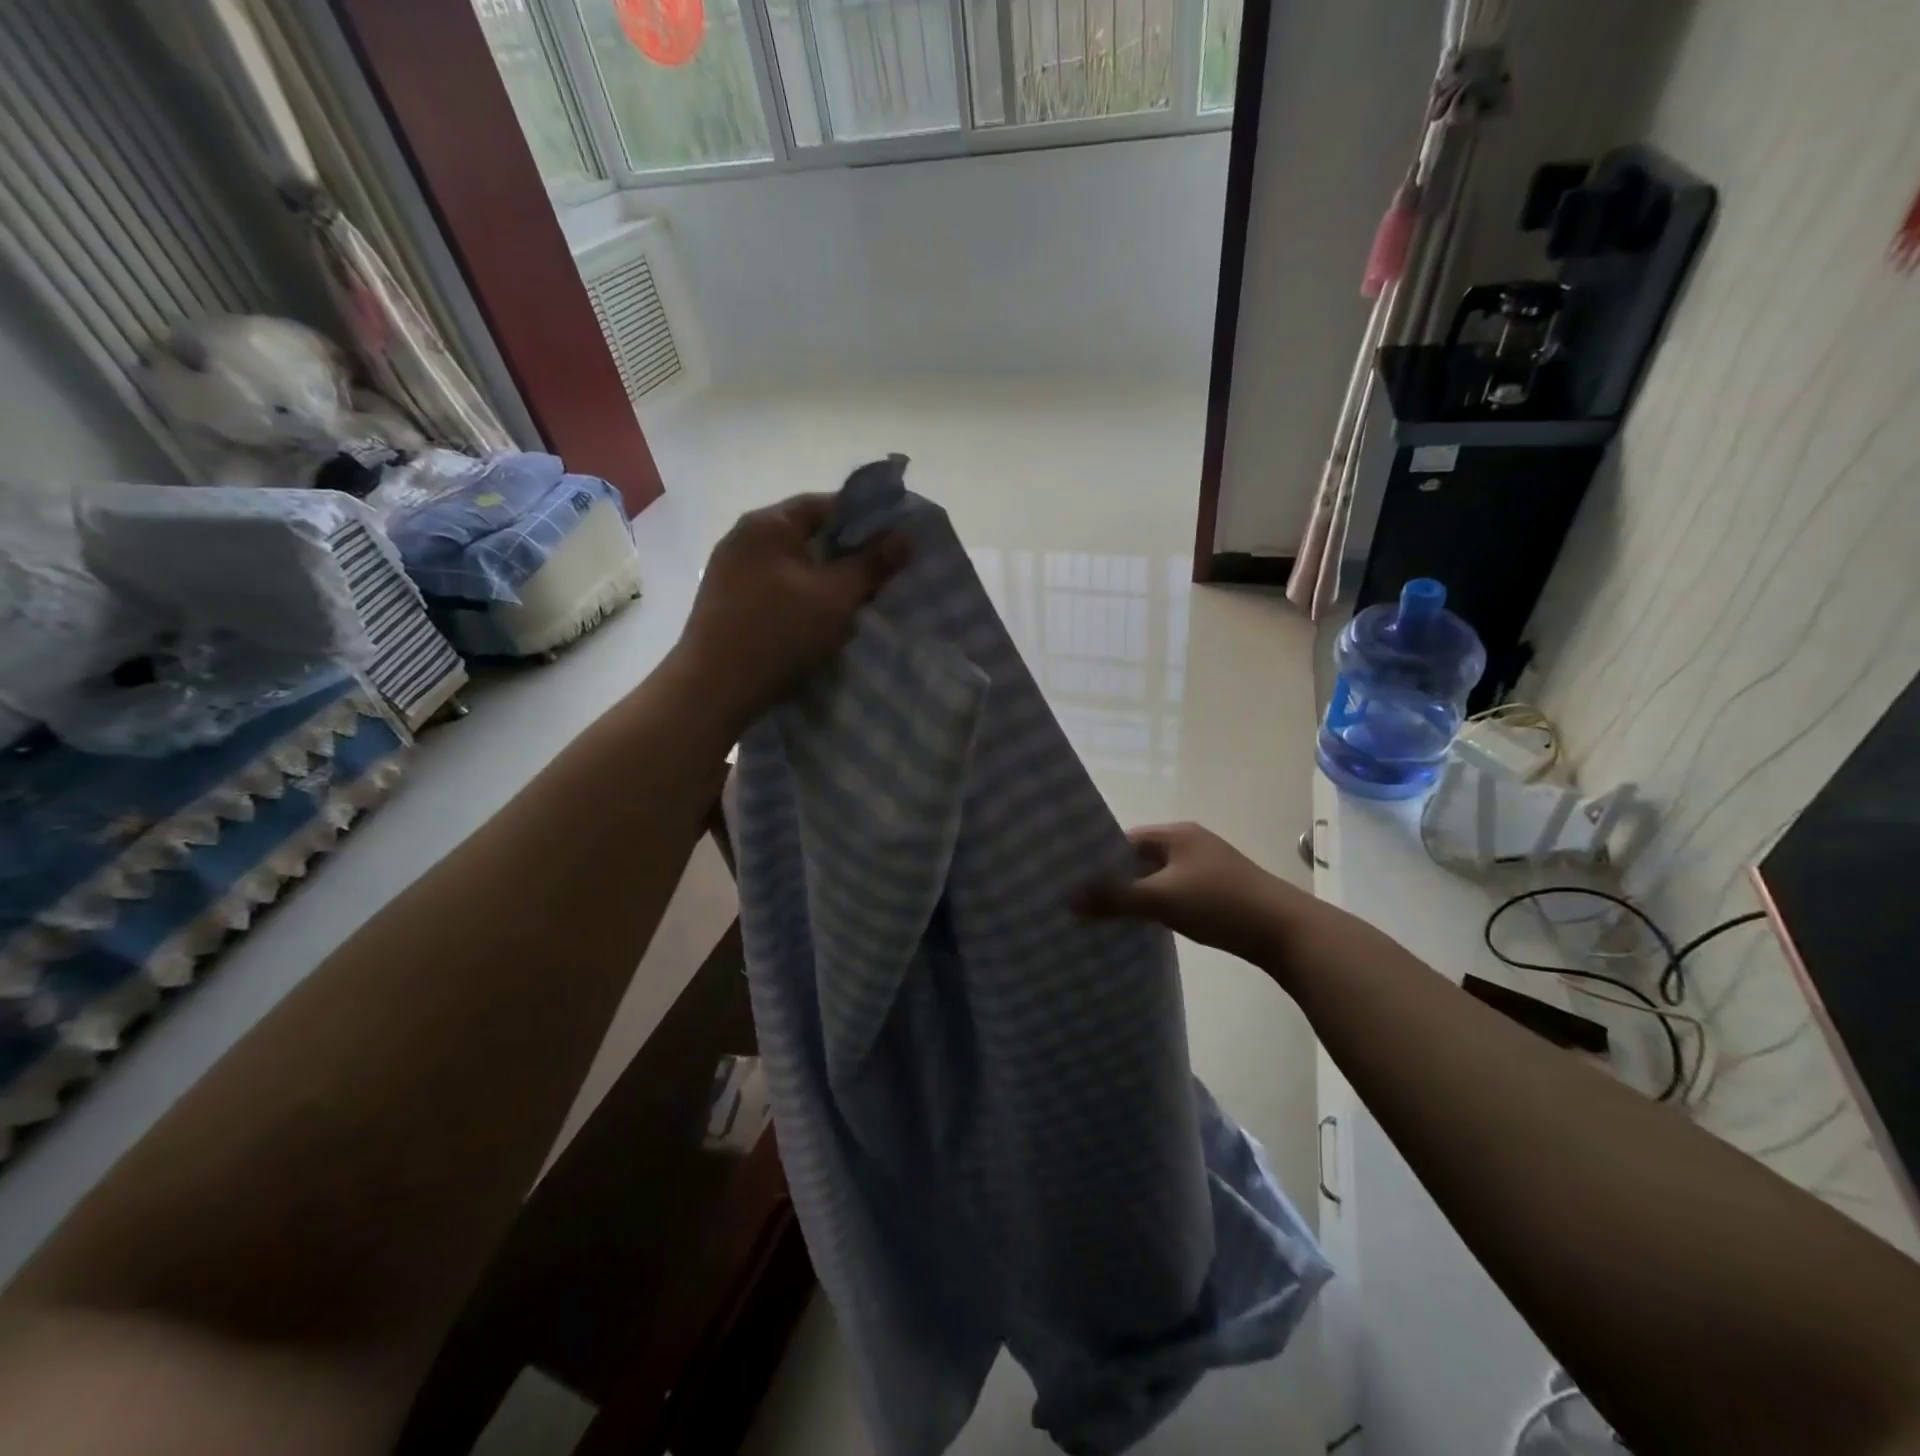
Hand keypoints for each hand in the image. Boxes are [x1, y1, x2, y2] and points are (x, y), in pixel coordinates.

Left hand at [672, 495, 909, 731]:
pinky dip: (801, 599)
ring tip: (854, 603)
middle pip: (807, 536)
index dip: (864, 520)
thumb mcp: (835, 596)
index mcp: (767, 523)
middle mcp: (743, 538)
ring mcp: (730, 571)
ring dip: (823, 581)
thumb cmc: (779, 632)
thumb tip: (905, 536)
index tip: (893, 543)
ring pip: (792, 566)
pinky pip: (775, 589)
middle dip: (845, 555)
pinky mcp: (726, 603)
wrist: (713, 688)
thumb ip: (872, 564)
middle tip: (880, 577)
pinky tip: (818, 623)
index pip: (825, 505)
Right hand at [1074, 822, 1314, 970]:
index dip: (1098, 858)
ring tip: (1105, 915)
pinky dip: (1157, 905)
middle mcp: (1190, 844)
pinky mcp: (1217, 891)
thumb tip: (1069, 898)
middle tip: (1082, 901)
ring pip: (1158, 878)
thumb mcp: (1162, 899)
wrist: (1286, 931)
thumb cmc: (1220, 904)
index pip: (1124, 839)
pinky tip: (1144, 925)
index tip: (1073, 879)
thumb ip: (1115, 898)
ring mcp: (1206, 868)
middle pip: (1140, 859)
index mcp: (1177, 834)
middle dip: (1114, 879)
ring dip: (1136, 894)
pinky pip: (1174, 893)